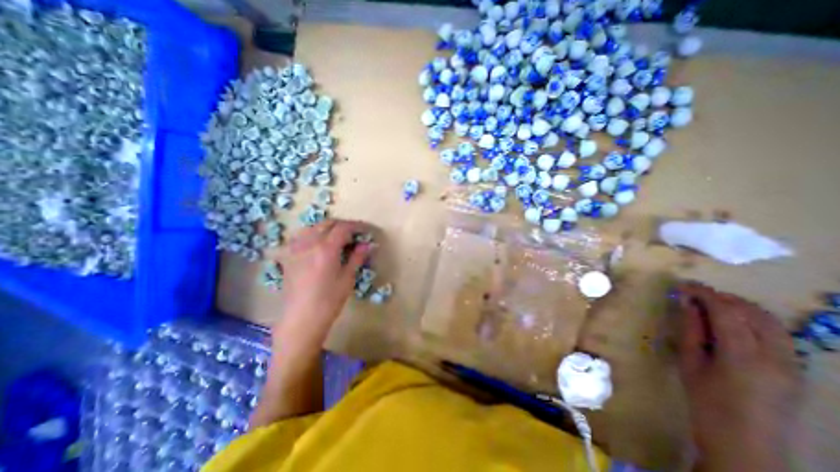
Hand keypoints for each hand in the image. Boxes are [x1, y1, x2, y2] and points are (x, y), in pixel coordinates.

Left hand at [275, 219, 375, 344]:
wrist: (301, 318)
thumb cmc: (329, 300)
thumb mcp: (347, 278)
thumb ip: (357, 257)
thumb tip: (368, 244)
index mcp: (326, 249)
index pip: (343, 228)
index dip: (357, 226)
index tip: (367, 230)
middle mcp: (309, 243)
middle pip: (328, 223)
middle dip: (343, 225)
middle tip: (355, 234)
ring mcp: (296, 248)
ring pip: (313, 227)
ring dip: (328, 227)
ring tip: (338, 237)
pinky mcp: (288, 255)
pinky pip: (301, 236)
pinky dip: (313, 234)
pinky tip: (318, 243)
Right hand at [674, 282, 798, 469]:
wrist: (745, 444)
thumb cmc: (706, 401)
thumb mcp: (690, 362)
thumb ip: (691, 329)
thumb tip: (686, 302)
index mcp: (743, 356)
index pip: (726, 311)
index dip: (704, 293)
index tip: (683, 284)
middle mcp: (776, 357)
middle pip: (753, 312)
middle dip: (721, 297)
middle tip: (693, 295)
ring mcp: (793, 365)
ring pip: (770, 321)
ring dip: (739, 307)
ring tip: (710, 306)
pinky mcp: (796, 370)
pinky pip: (777, 334)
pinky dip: (753, 320)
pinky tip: (732, 324)